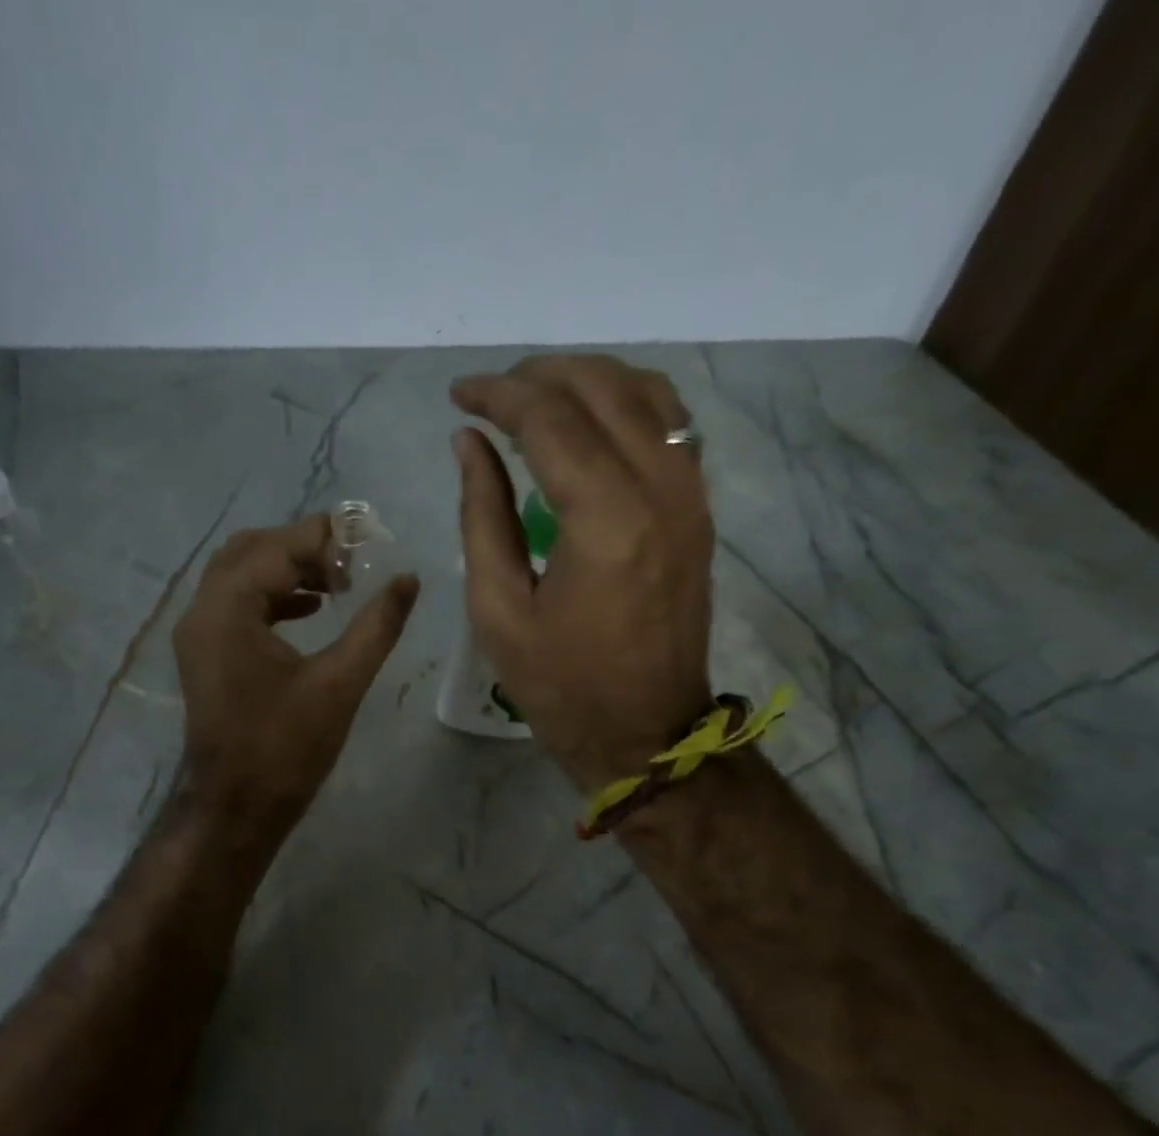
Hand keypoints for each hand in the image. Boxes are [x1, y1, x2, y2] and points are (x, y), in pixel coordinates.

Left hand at [173, 515, 419, 834]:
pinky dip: (273, 595)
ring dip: (287, 569)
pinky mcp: (206, 655)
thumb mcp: (340, 683)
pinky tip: (311, 609)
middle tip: (352, 560)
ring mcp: (199, 634)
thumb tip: (408, 579)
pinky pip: (237, 604)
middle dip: (303, 547)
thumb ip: (376, 625)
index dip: (325, 538)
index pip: (277, 548)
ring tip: (339, 582)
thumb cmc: (286, 749)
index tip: (370, 542)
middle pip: (251, 550)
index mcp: (228, 610)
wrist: (237, 808)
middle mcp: (202, 611)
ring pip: (241, 575)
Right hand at [451, 355, 712, 790]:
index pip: (549, 418)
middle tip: (493, 395)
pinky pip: (672, 427)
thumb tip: (470, 443)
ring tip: (538, 400)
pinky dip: (628, 406)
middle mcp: (660, 489)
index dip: (498, 394)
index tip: (459, 395)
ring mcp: (690, 496)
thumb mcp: (499, 610)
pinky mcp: (699, 511)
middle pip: (602, 387)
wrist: (646, 735)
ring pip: (647, 393)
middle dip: (540, 376)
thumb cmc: (561, 686)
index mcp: (605, 519)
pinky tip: (592, 425)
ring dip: (588, 381)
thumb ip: (482, 516)